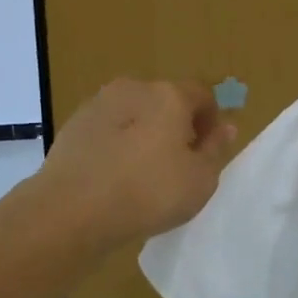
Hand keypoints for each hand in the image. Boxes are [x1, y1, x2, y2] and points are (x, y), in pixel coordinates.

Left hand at [38, 78, 235, 248]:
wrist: (72, 209)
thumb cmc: (148, 192)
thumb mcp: (200, 180)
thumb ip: (215, 150)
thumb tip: (225, 127)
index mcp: (169, 94)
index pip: (202, 94)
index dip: (211, 121)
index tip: (208, 151)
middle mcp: (133, 88)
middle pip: (166, 101)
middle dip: (177, 126)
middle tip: (178, 165)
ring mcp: (99, 103)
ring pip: (134, 114)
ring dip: (144, 134)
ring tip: (143, 174)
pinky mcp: (74, 124)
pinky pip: (108, 129)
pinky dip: (117, 145)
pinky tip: (115, 176)